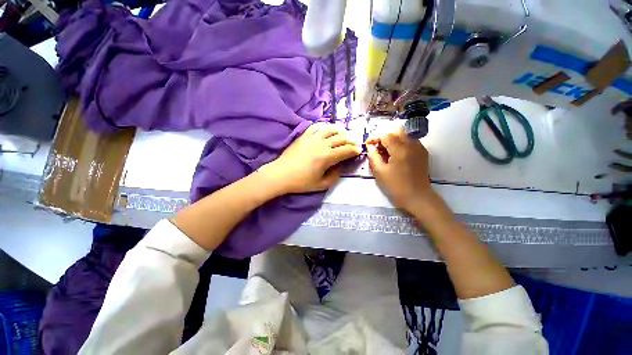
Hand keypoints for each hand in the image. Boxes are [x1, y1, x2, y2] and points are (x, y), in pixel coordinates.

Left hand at [262, 123, 360, 193]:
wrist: (281, 174)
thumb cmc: (301, 182)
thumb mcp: (321, 184)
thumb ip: (335, 176)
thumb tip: (342, 166)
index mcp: (327, 157)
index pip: (346, 150)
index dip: (355, 150)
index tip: (358, 151)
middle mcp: (322, 144)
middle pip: (341, 137)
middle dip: (351, 140)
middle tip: (354, 144)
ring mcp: (312, 137)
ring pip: (331, 129)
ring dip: (340, 131)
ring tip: (344, 135)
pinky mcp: (304, 135)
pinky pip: (317, 126)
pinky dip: (325, 127)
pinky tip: (327, 130)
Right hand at [366, 126, 433, 211]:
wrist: (417, 198)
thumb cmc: (396, 186)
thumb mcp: (380, 172)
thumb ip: (373, 156)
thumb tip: (370, 146)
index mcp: (400, 149)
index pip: (386, 135)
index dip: (375, 138)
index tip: (368, 145)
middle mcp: (412, 144)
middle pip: (397, 131)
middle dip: (385, 137)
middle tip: (377, 148)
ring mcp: (419, 148)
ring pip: (404, 135)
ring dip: (393, 140)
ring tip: (386, 153)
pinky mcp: (423, 153)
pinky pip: (410, 142)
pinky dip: (401, 144)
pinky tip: (396, 156)